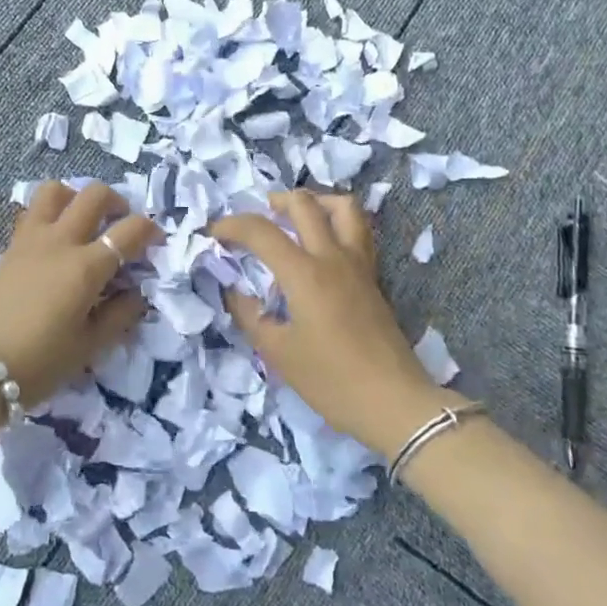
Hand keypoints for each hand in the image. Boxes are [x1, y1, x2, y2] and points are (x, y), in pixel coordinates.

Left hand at [0, 182, 162, 403]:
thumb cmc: (40, 362)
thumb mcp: (89, 347)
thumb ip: (119, 315)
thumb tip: (137, 294)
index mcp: (86, 267)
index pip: (129, 230)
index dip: (150, 231)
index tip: (156, 243)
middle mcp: (60, 242)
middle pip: (93, 195)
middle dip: (117, 201)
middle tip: (121, 224)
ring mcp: (31, 239)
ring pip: (55, 190)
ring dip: (76, 197)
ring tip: (83, 222)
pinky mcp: (10, 247)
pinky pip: (34, 212)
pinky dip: (51, 213)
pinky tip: (56, 242)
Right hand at [214, 190, 453, 456]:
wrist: (394, 403)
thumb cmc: (331, 381)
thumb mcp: (277, 353)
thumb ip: (249, 315)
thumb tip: (232, 290)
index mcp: (304, 273)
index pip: (260, 231)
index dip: (230, 226)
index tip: (212, 235)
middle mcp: (332, 257)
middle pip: (304, 204)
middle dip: (273, 202)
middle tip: (254, 222)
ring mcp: (358, 264)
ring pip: (343, 207)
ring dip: (314, 201)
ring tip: (294, 218)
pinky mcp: (373, 277)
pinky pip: (356, 231)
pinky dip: (335, 222)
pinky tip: (321, 244)